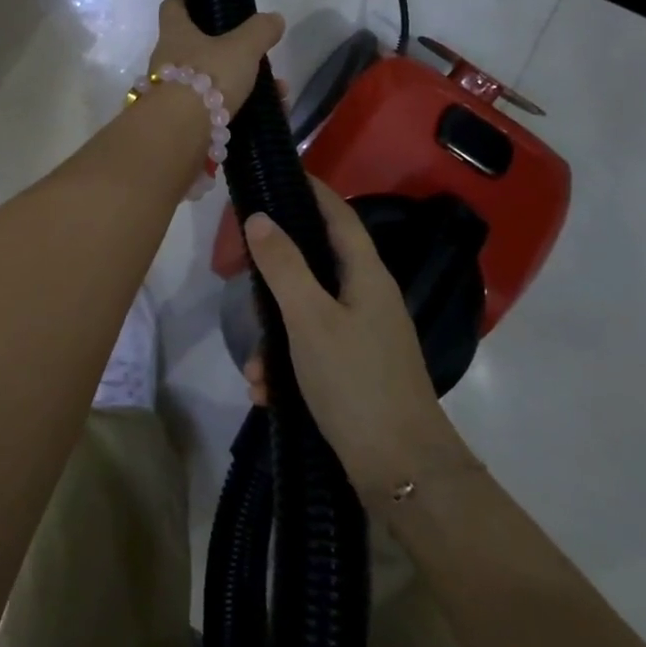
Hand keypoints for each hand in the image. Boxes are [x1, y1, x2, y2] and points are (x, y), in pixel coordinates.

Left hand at [145, 0, 284, 114]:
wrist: (179, 133)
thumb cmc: (207, 76)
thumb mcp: (242, 48)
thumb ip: (260, 31)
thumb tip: (273, 19)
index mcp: (175, 33)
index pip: (173, 7)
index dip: (190, 3)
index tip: (212, 9)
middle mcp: (166, 60)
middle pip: (198, 48)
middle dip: (233, 55)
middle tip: (260, 61)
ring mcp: (171, 93)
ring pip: (211, 82)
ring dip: (243, 86)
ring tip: (277, 94)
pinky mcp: (180, 122)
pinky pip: (214, 111)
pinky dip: (240, 111)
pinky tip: (266, 117)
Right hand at [242, 177, 473, 501]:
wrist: (404, 474)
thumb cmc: (356, 383)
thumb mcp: (309, 320)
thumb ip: (283, 266)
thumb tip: (260, 217)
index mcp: (366, 276)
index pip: (339, 215)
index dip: (312, 190)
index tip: (281, 173)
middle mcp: (368, 298)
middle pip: (316, 263)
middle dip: (275, 275)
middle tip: (241, 272)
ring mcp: (364, 336)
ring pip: (307, 313)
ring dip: (275, 337)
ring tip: (255, 372)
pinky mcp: (356, 370)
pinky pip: (312, 350)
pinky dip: (287, 366)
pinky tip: (267, 394)